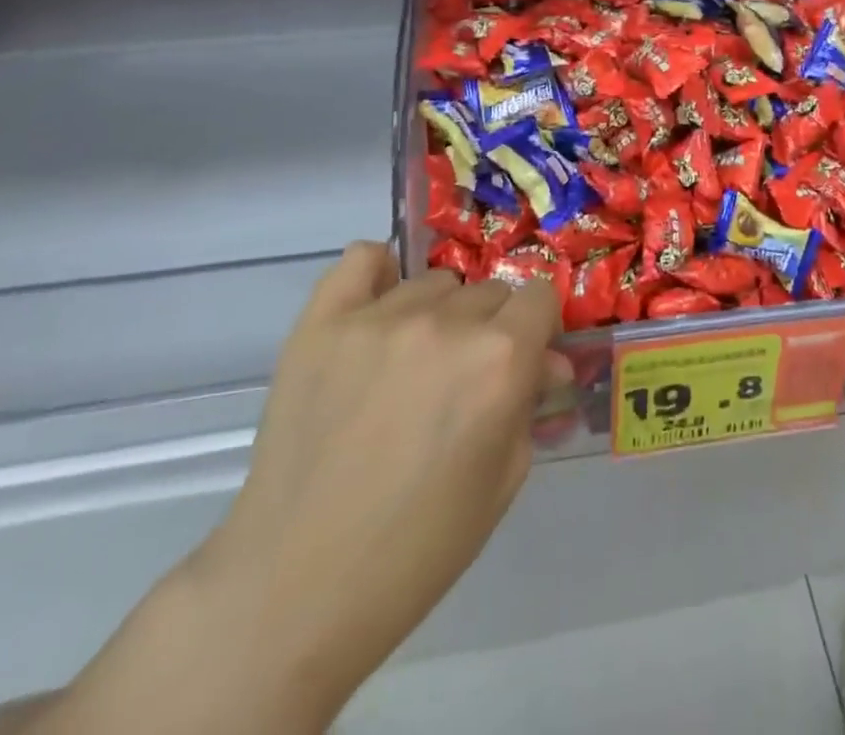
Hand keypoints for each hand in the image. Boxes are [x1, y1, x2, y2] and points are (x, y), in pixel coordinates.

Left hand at [190, 242, 565, 716]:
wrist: (297, 586)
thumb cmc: (419, 547)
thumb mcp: (503, 479)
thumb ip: (531, 403)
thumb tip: (547, 360)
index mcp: (500, 359)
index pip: (539, 296)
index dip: (536, 329)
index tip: (522, 359)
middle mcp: (447, 323)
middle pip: (489, 291)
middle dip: (489, 329)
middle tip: (461, 380)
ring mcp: (380, 317)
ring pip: (434, 283)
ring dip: (438, 315)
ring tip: (409, 366)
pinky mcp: (323, 323)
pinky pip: (363, 259)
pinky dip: (378, 275)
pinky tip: (376, 311)